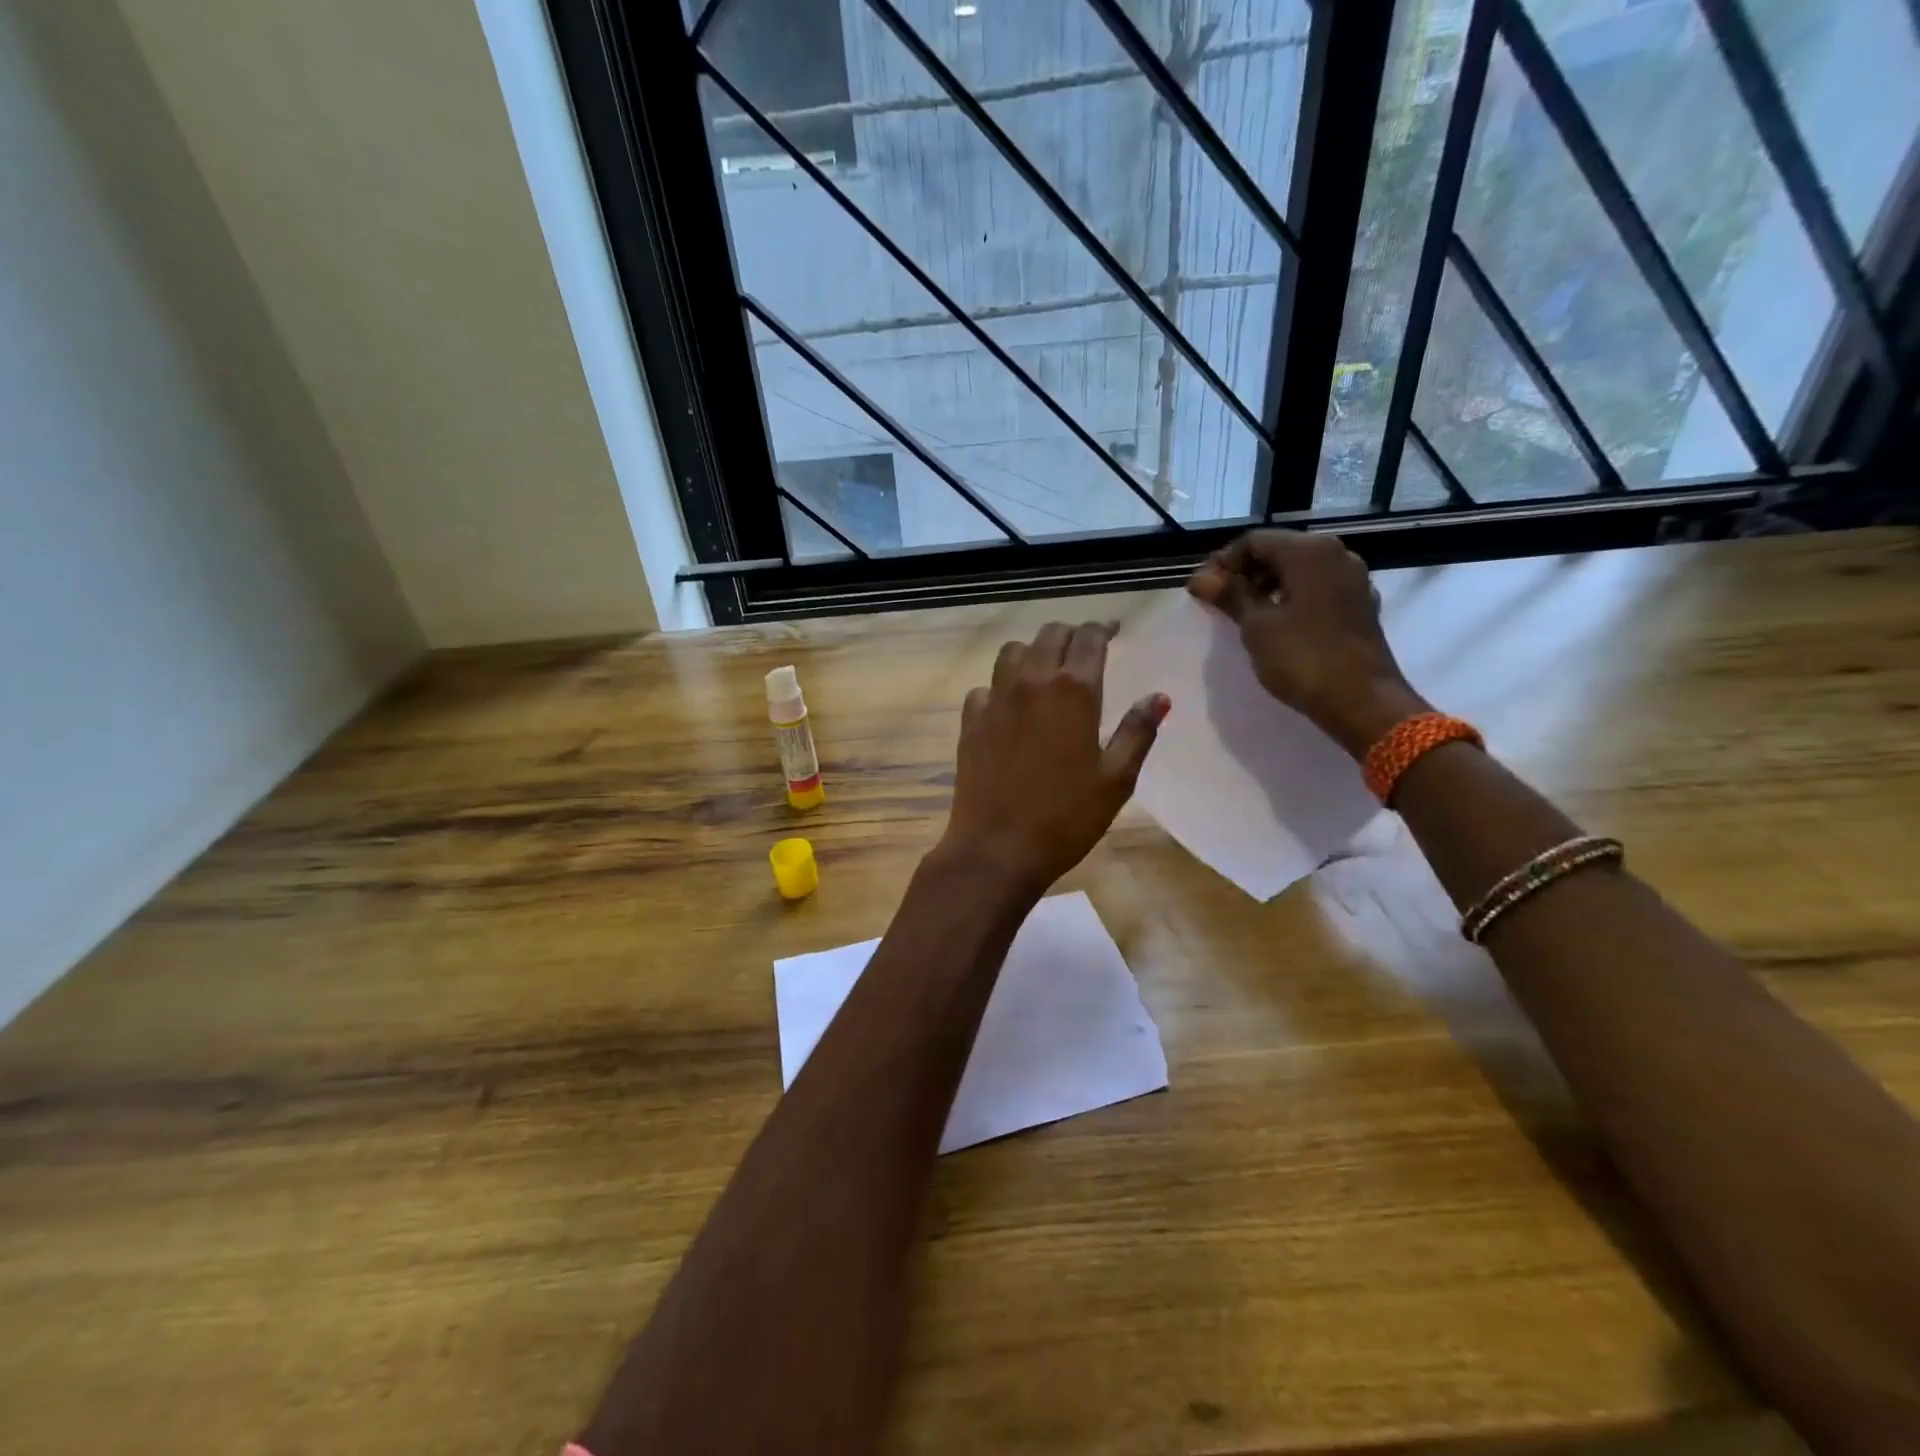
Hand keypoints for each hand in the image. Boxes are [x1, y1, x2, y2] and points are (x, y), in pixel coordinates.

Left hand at [937, 622, 1168, 897]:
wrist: (997, 847)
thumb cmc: (1067, 817)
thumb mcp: (1116, 779)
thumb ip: (1137, 732)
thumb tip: (1159, 697)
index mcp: (1073, 690)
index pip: (1089, 637)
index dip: (1103, 628)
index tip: (1113, 631)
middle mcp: (1031, 682)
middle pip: (1049, 635)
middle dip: (1070, 634)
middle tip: (1084, 648)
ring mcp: (995, 699)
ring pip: (1011, 651)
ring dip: (1032, 651)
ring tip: (1045, 668)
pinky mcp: (970, 720)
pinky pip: (985, 686)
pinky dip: (1001, 685)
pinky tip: (1009, 705)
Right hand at [1187, 530, 1427, 758]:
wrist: (1362, 701)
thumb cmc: (1303, 658)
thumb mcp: (1257, 626)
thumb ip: (1230, 595)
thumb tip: (1200, 578)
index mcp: (1310, 551)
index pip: (1254, 541)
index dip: (1222, 562)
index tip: (1202, 589)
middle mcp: (1336, 554)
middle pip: (1278, 551)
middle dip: (1244, 573)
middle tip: (1217, 602)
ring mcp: (1352, 580)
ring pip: (1298, 571)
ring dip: (1266, 586)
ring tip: (1241, 615)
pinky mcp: (1358, 605)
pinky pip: (1316, 589)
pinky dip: (1290, 598)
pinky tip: (1273, 624)